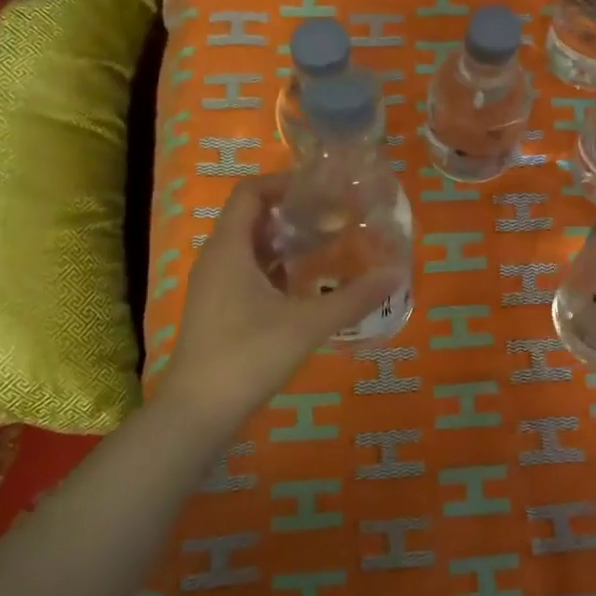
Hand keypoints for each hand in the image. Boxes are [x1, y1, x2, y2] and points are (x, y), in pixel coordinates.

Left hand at [152, 175, 402, 430]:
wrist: (198, 412)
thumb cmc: (248, 355)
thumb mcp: (308, 324)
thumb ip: (354, 298)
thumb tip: (397, 274)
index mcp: (230, 249)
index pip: (250, 192)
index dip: (285, 183)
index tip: (323, 191)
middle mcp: (217, 259)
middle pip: (252, 218)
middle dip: (293, 213)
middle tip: (335, 217)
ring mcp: (214, 286)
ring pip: (251, 248)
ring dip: (286, 243)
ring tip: (328, 247)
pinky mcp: (217, 310)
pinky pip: (248, 273)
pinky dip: (277, 269)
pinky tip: (307, 287)